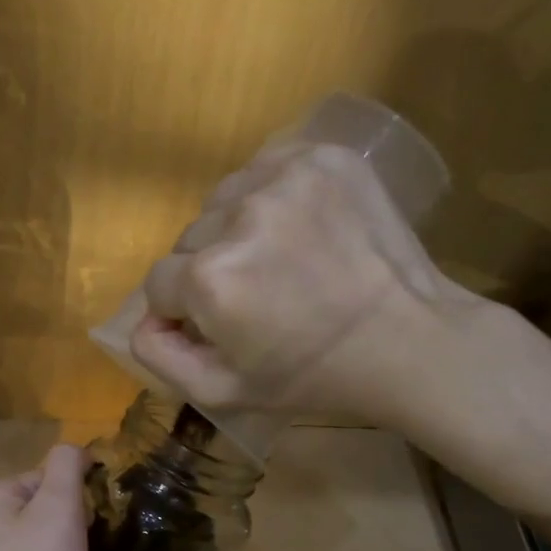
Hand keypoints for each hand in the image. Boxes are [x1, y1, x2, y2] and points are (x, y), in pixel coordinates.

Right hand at [130, 141, 512, 440]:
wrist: (408, 339)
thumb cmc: (312, 376)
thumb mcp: (223, 392)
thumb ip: (160, 356)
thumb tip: (143, 318)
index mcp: (210, 279)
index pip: (159, 282)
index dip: (183, 309)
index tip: (221, 324)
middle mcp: (238, 216)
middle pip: (190, 239)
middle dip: (210, 268)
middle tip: (258, 295)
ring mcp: (283, 180)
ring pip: (222, 202)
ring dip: (236, 229)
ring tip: (279, 258)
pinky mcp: (322, 157)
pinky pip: (263, 171)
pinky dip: (268, 196)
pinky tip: (297, 227)